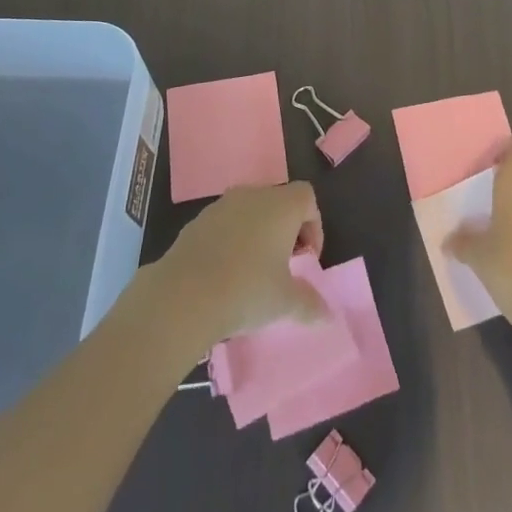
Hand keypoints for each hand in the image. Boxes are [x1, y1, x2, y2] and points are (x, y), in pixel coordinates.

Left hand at [147, 182, 327, 351]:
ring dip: (258, 234)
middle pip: (278, 202)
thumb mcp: (285, 303)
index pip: (306, 197)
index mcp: (280, 206)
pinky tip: (225, 273)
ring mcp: (221, 205)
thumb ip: (310, 304)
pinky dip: (232, 240)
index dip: (313, 225)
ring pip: (250, 212)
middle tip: (284, 266)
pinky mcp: (197, 221)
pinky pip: (224, 224)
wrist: (183, 295)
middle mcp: (253, 195)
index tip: (306, 258)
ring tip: (253, 272)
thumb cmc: (246, 290)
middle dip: (286, 231)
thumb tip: (327, 315)